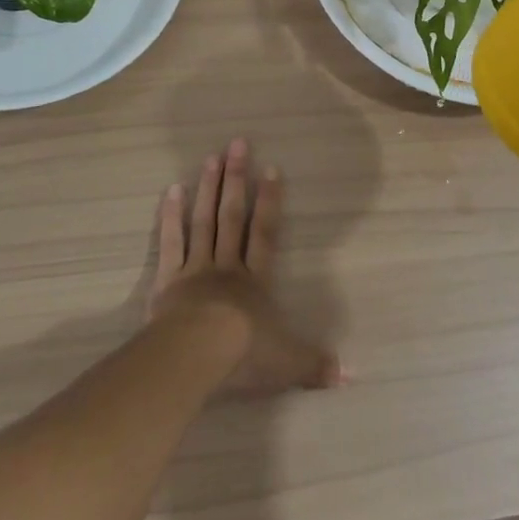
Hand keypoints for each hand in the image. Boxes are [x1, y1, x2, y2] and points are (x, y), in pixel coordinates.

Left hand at [148, 138, 341, 392]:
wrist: (195, 356)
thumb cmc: (244, 355)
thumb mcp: (287, 363)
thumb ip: (315, 365)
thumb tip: (351, 375)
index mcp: (255, 281)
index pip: (265, 233)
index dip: (269, 201)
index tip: (270, 168)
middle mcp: (226, 266)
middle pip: (232, 216)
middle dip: (236, 179)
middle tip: (237, 144)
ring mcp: (195, 270)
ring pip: (203, 221)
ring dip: (207, 188)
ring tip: (210, 157)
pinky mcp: (167, 281)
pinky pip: (170, 243)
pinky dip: (170, 217)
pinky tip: (171, 191)